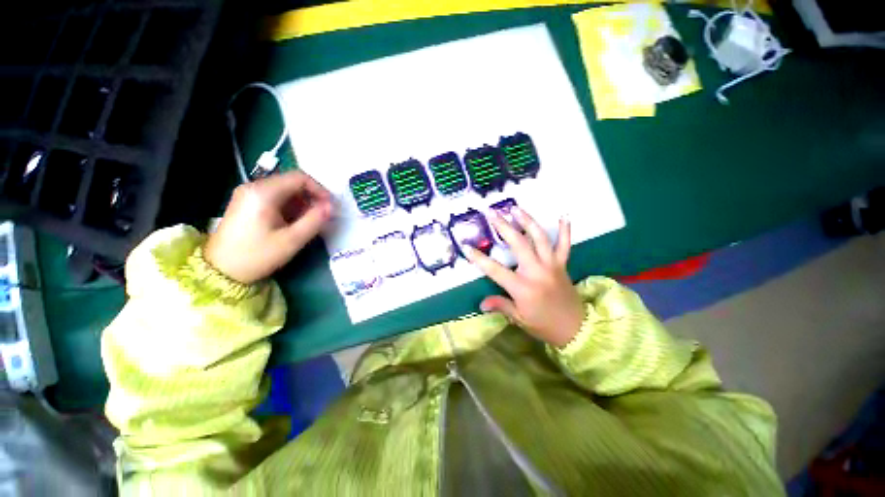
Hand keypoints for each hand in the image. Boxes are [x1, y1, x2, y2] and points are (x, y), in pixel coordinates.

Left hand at [204, 171, 332, 284]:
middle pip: (291, 182)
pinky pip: (274, 197)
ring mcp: (247, 194)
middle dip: (311, 197)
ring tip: (308, 221)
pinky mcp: (246, 203)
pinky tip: (292, 222)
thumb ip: (314, 221)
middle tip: (322, 215)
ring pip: (284, 189)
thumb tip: (331, 207)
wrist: (220, 271)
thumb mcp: (291, 240)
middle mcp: (254, 187)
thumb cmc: (257, 255)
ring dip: (301, 202)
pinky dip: (289, 206)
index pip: (299, 177)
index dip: (319, 189)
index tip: (330, 206)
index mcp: (264, 193)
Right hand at [465, 209, 583, 347]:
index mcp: (522, 287)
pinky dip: (565, 230)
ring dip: (527, 221)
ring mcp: (551, 265)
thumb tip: (481, 304)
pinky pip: (565, 245)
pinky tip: (563, 216)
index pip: (495, 269)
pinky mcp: (562, 265)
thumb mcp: (519, 318)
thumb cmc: (544, 326)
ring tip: (516, 208)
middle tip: (492, 213)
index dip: (478, 258)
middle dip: (503, 227)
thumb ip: (501, 306)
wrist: (577, 330)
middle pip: (518, 244)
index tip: (466, 246)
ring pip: (540, 238)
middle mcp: (536, 271)